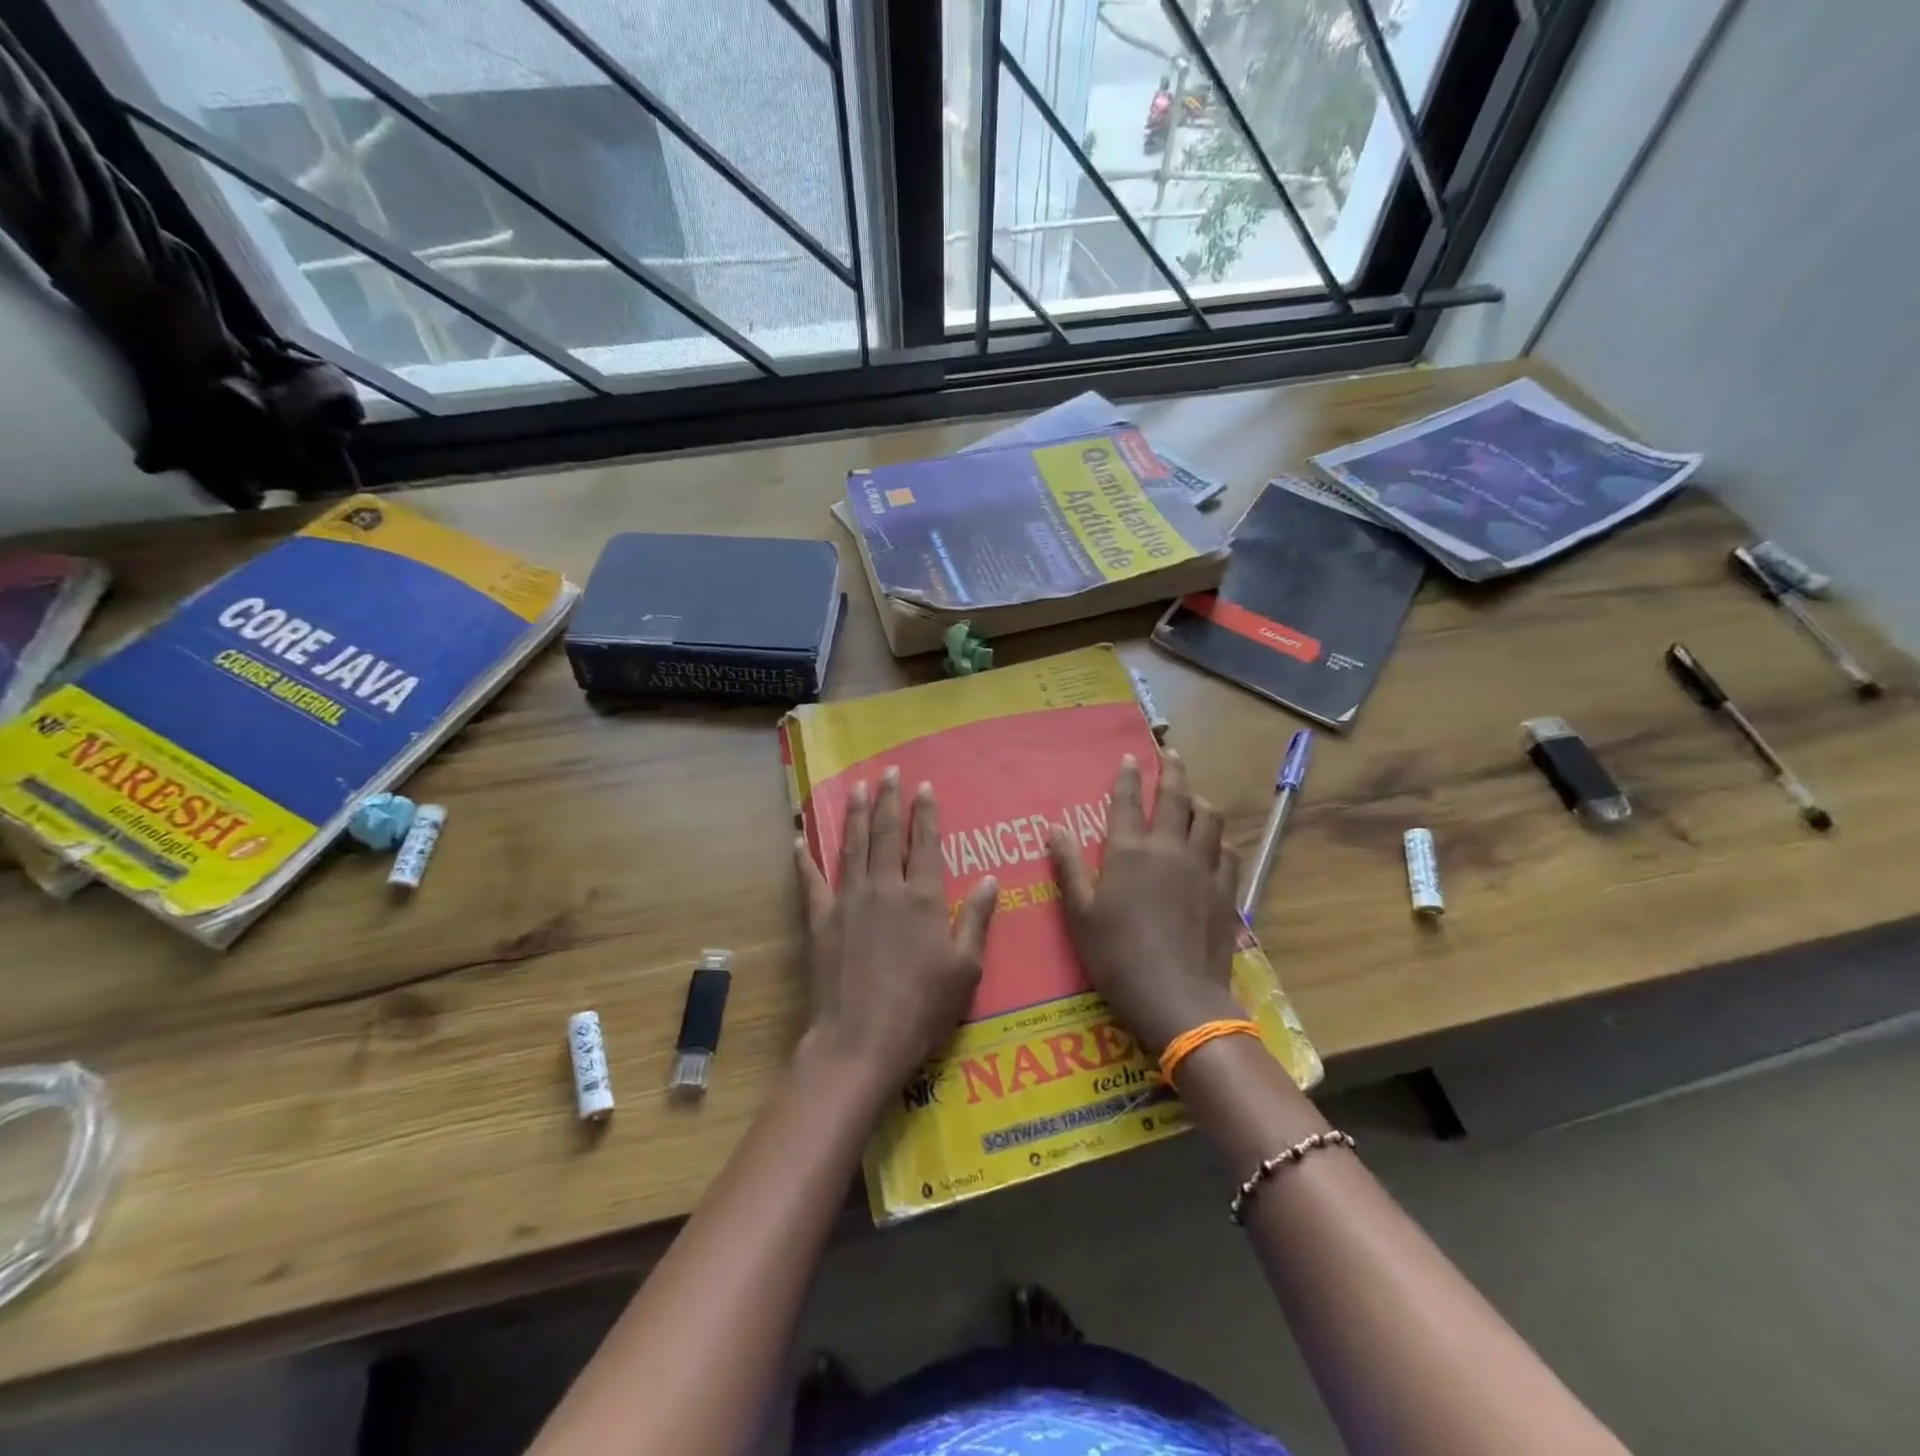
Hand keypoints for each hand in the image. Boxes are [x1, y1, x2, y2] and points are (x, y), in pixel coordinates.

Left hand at [795, 770, 998, 1094]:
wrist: (859, 1041)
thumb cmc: (921, 1009)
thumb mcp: (965, 970)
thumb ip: (977, 920)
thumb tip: (989, 878)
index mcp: (923, 898)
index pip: (926, 844)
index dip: (925, 813)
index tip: (924, 787)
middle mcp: (885, 888)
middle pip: (887, 834)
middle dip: (890, 801)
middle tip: (890, 773)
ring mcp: (848, 901)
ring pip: (852, 846)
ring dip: (856, 815)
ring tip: (857, 788)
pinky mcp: (820, 920)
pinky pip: (811, 881)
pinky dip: (805, 858)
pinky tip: (800, 839)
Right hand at [1049, 751, 1243, 1053]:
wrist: (1176, 996)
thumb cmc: (1117, 956)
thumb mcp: (1080, 913)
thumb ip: (1069, 867)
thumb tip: (1054, 829)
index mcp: (1130, 852)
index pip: (1128, 802)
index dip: (1128, 777)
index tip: (1131, 757)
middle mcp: (1170, 849)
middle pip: (1176, 798)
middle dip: (1173, 771)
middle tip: (1170, 753)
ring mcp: (1203, 869)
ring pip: (1210, 819)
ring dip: (1201, 800)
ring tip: (1195, 795)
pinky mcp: (1226, 891)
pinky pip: (1228, 852)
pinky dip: (1220, 839)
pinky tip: (1216, 843)